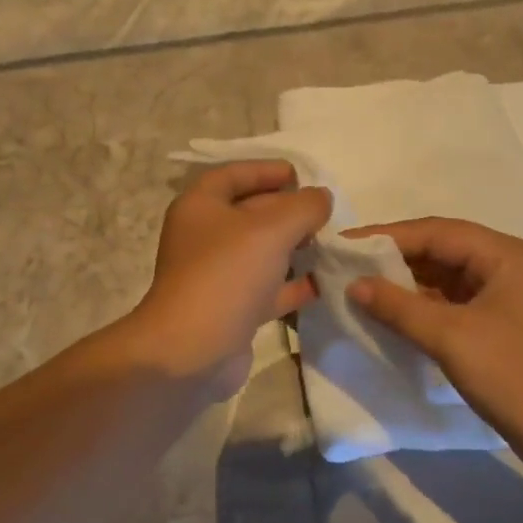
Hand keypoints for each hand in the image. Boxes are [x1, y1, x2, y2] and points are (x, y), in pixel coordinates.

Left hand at [129, 160, 331, 394]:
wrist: (192, 352)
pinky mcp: (231, 309)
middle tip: (326, 212)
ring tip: (331, 242)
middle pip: (250, 212)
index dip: (266, 170)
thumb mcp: (272, 229)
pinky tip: (324, 282)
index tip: (301, 176)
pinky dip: (293, 284)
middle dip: (288, 209)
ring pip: (261, 252)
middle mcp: (205, 237)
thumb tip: (322, 197)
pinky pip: (267, 288)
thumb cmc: (227, 275)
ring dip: (294, 246)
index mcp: (201, 207)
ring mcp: (217, 275)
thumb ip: (304, 206)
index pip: (233, 175)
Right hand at [346, 217, 522, 465]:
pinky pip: (459, 302)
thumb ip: (399, 307)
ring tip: (364, 290)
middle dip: (396, 259)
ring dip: (410, 284)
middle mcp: (512, 264)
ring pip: (450, 278)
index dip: (387, 236)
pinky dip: (427, 306)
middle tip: (349, 267)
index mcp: (508, 255)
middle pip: (444, 250)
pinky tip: (396, 315)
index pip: (437, 232)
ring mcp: (513, 295)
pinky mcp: (509, 323)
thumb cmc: (518, 378)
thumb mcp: (452, 339)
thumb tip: (355, 285)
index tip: (345, 244)